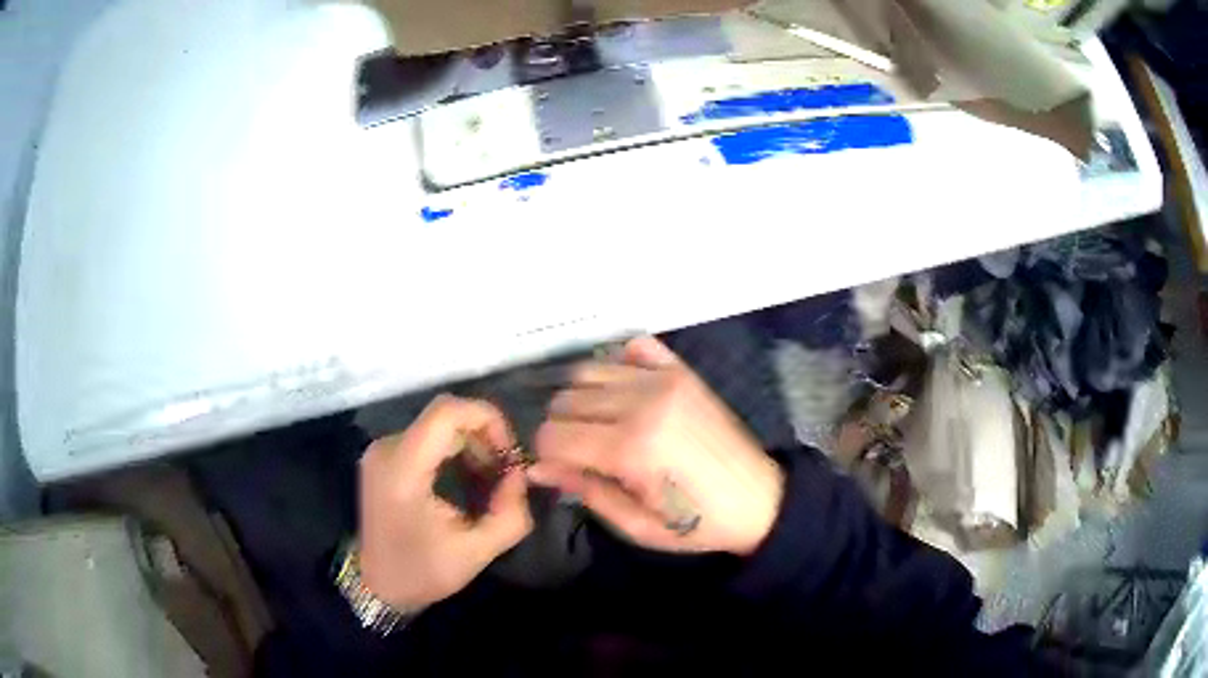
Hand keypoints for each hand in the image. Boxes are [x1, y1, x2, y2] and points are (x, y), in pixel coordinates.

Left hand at [358, 395, 531, 608]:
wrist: (378, 585)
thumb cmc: (422, 571)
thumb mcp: (477, 552)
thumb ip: (509, 514)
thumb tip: (519, 476)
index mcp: (403, 469)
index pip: (446, 412)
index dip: (486, 419)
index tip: (509, 454)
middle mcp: (388, 449)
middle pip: (444, 416)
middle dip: (484, 437)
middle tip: (504, 474)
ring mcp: (382, 451)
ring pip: (438, 426)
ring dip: (471, 445)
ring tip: (489, 481)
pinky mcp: (385, 458)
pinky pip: (427, 439)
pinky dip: (454, 452)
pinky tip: (466, 481)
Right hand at [529, 336, 784, 555]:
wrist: (758, 500)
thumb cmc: (696, 524)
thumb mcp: (636, 525)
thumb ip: (585, 491)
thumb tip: (538, 469)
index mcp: (631, 448)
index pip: (553, 434)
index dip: (545, 454)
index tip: (558, 469)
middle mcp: (642, 403)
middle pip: (565, 400)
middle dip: (560, 429)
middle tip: (580, 454)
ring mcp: (664, 379)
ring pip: (588, 371)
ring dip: (581, 398)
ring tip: (598, 426)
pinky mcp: (681, 371)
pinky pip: (631, 348)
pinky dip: (616, 365)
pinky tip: (623, 394)